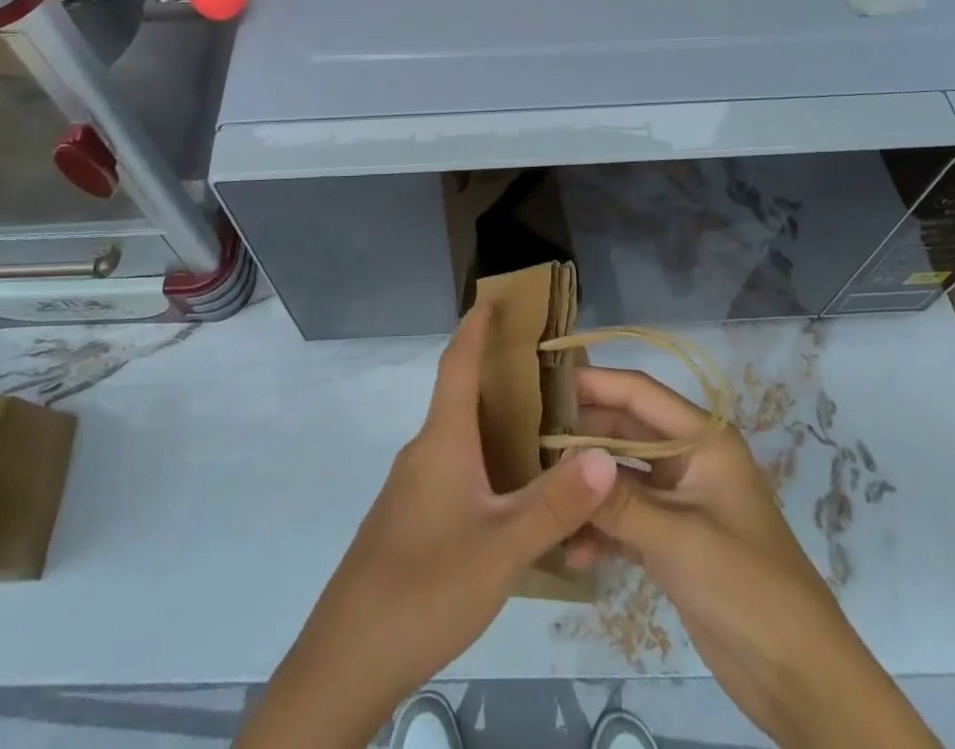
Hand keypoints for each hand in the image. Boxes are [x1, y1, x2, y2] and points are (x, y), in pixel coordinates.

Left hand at [236, 306, 617, 748]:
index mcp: (442, 439)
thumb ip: (555, 503)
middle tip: (552, 373)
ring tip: (547, 432)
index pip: (457, 363)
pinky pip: (457, 472)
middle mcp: (425, 451)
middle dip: (502, 377)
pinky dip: (488, 465)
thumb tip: (606, 456)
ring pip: (462, 439)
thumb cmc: (426, 585)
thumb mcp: (502, 547)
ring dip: (499, 427)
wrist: (349, 656)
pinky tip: (516, 496)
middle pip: (463, 397)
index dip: (476, 328)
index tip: (494, 298)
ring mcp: (414, 487)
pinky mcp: (412, 519)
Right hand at [572, 367, 937, 748]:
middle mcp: (688, 460)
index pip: (639, 393)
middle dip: (580, 437)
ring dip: (587, 489)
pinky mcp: (671, 541)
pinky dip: (600, 530)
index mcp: (703, 440)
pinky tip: (570, 551)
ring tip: (539, 494)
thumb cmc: (748, 588)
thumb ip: (618, 501)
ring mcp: (679, 502)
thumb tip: (561, 464)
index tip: (544, 379)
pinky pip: (625, 519)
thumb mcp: (679, 540)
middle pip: (624, 432)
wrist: (802, 680)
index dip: (594, 381)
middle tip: (526, 439)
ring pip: (620, 477)